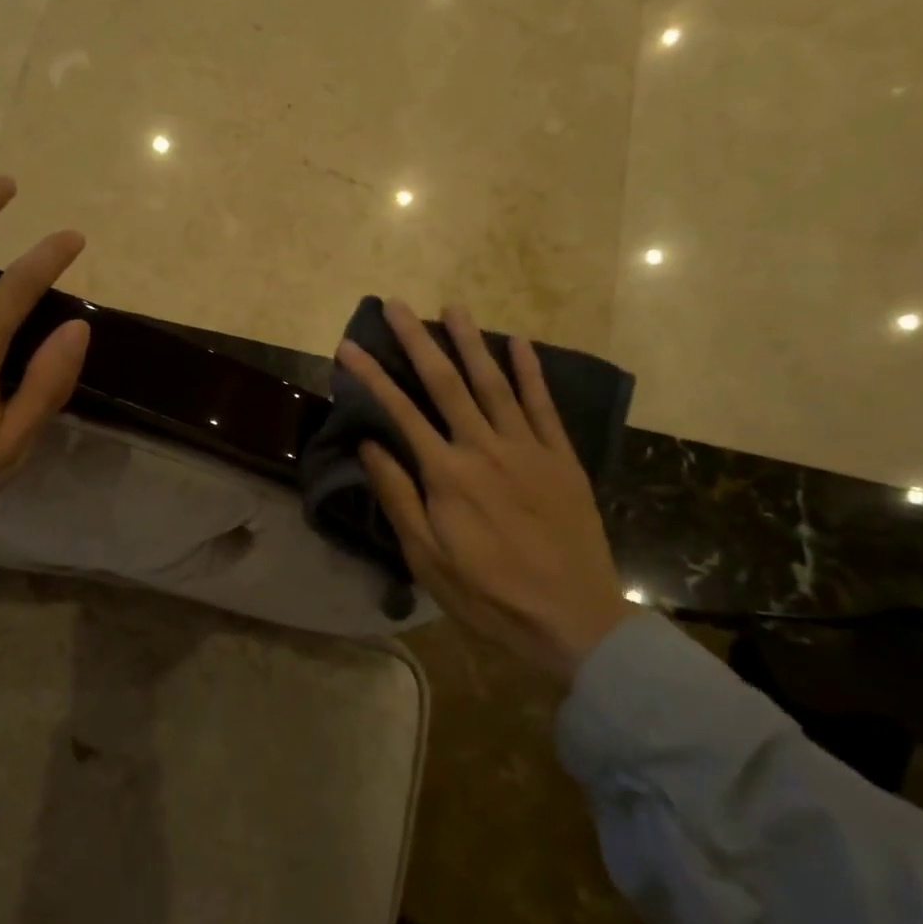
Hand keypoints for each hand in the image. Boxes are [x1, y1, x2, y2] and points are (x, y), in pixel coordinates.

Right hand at [337, 300, 633, 686]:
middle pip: (446, 383)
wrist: (573, 619)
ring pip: (494, 383)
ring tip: (453, 306)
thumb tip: (369, 444)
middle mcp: (485, 448)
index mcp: (447, 474)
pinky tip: (519, 343)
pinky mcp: (561, 458)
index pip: (400, 411)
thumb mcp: (427, 558)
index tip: (349, 346)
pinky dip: (531, 372)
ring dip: (471, 342)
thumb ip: (398, 496)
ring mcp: (528, 448)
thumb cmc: (488, 594)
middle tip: (397, 304)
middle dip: (418, 340)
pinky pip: (543, 406)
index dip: (372, 375)